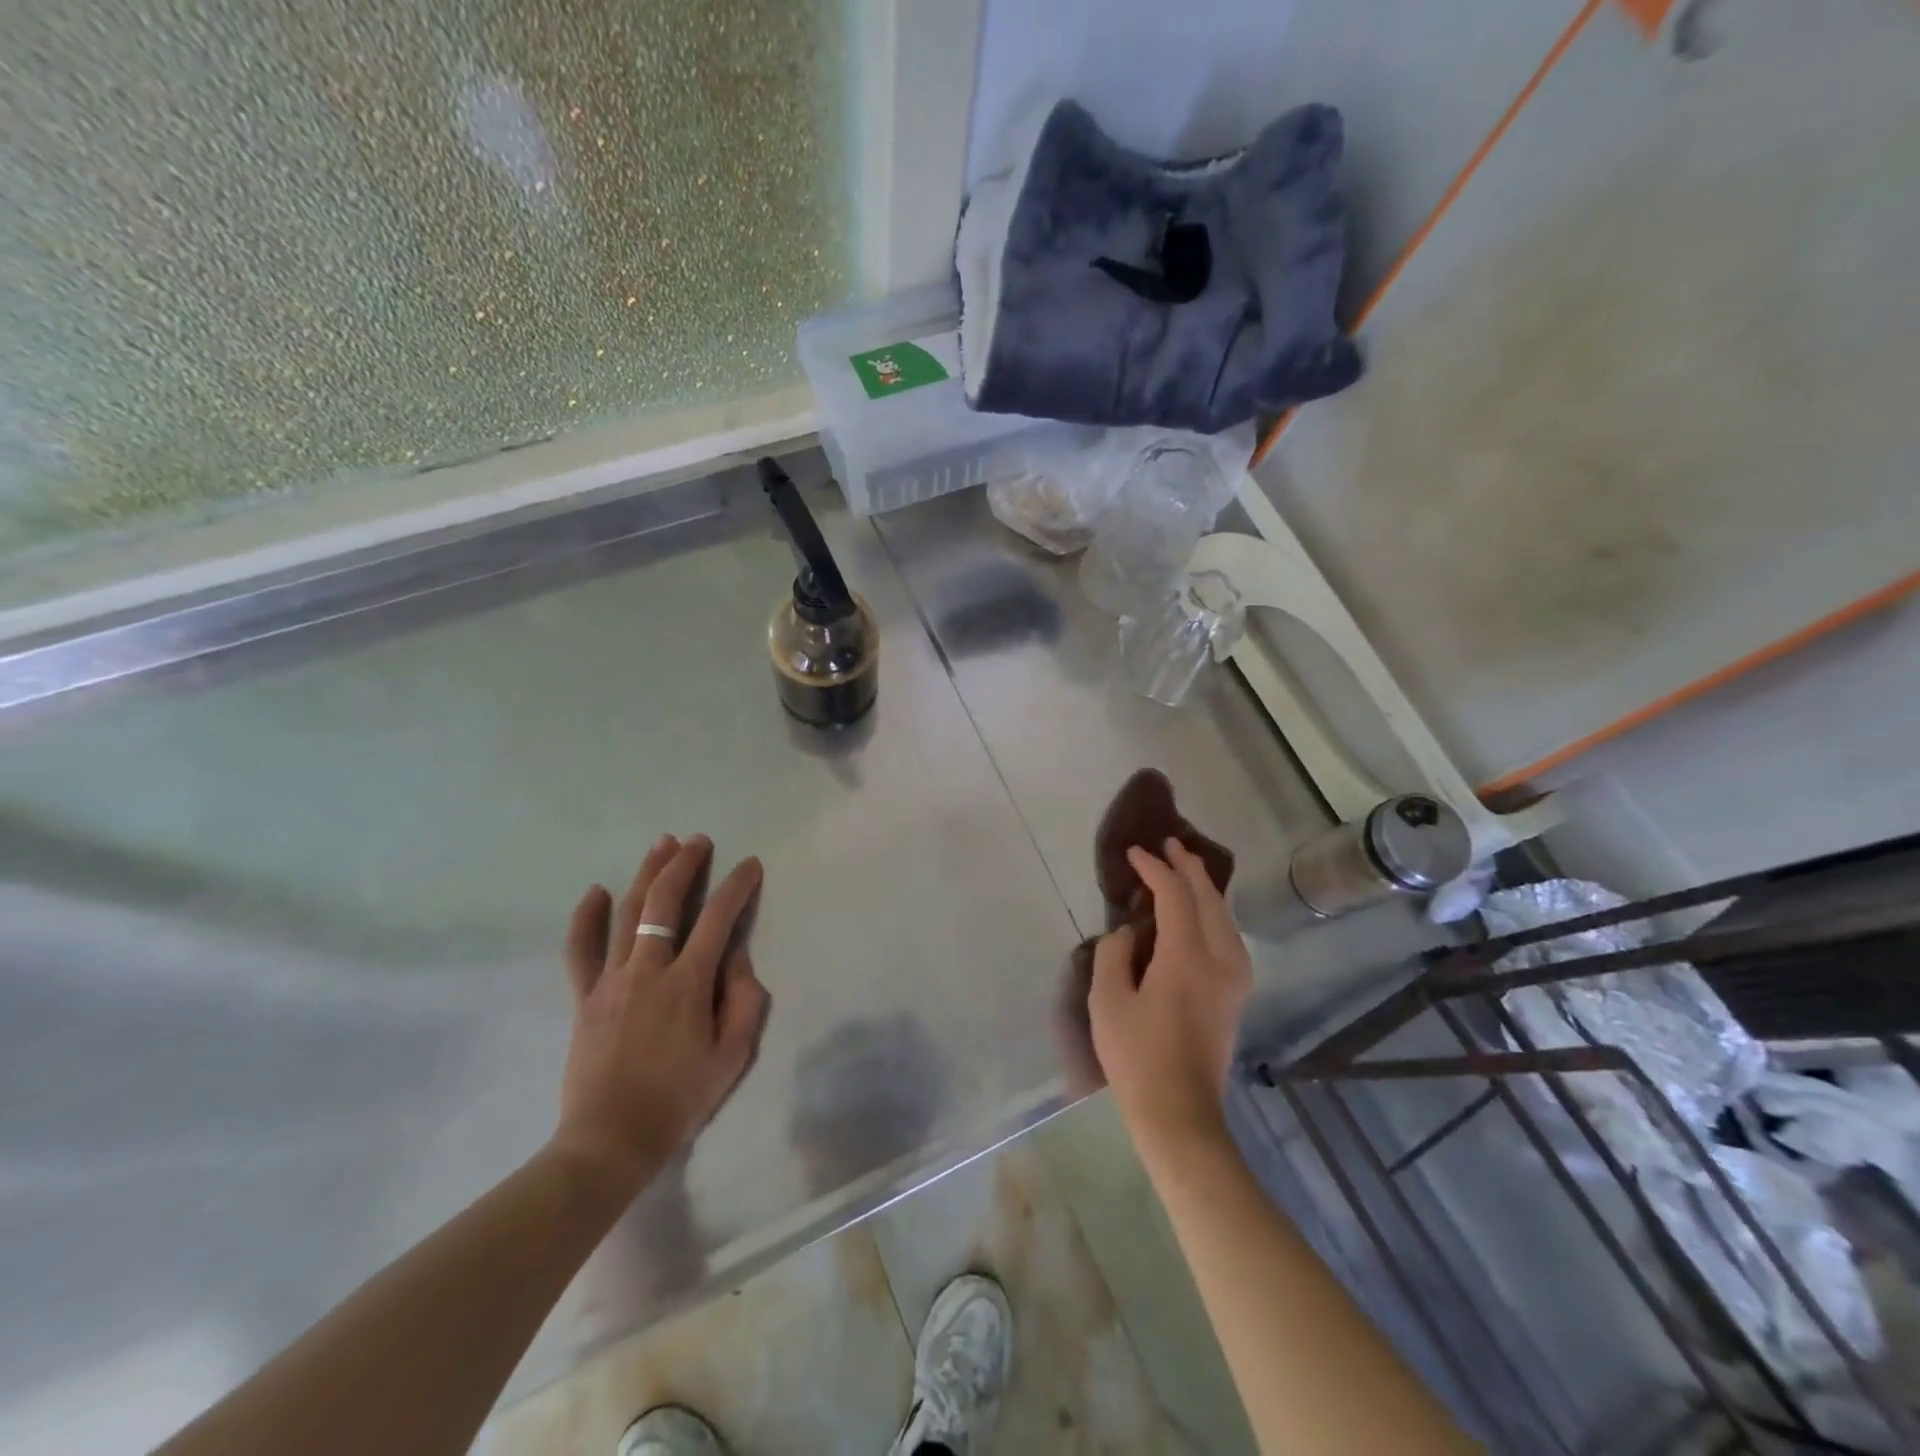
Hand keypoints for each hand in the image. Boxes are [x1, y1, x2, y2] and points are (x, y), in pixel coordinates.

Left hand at [553, 835, 769, 1190]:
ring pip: (627, 913)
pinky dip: (586, 917)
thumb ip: (743, 1000)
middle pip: (664, 902)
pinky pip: (580, 950)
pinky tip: (596, 890)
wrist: (610, 1140)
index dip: (737, 886)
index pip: (717, 919)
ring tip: (662, 845)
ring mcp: (610, 981)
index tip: (750, 865)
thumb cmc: (679, 1099)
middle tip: (699, 841)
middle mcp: (647, 970)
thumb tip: (736, 957)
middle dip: (685, 865)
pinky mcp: (584, 997)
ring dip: (646, 874)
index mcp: (687, 984)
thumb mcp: (732, 1056)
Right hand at [1088, 838, 1250, 1147]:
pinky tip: (1200, 913)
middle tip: (1168, 845)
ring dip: (1204, 888)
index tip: (1134, 853)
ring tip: (1184, 870)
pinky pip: (1228, 936)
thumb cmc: (1137, 1057)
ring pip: (1225, 916)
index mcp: (1187, 957)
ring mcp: (1235, 978)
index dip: (1155, 869)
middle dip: (1188, 867)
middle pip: (1209, 899)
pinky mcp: (1235, 994)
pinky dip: (1213, 912)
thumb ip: (1114, 954)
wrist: (1180, 1113)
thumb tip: (1129, 934)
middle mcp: (1220, 960)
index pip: (1175, 895)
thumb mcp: (1108, 1001)